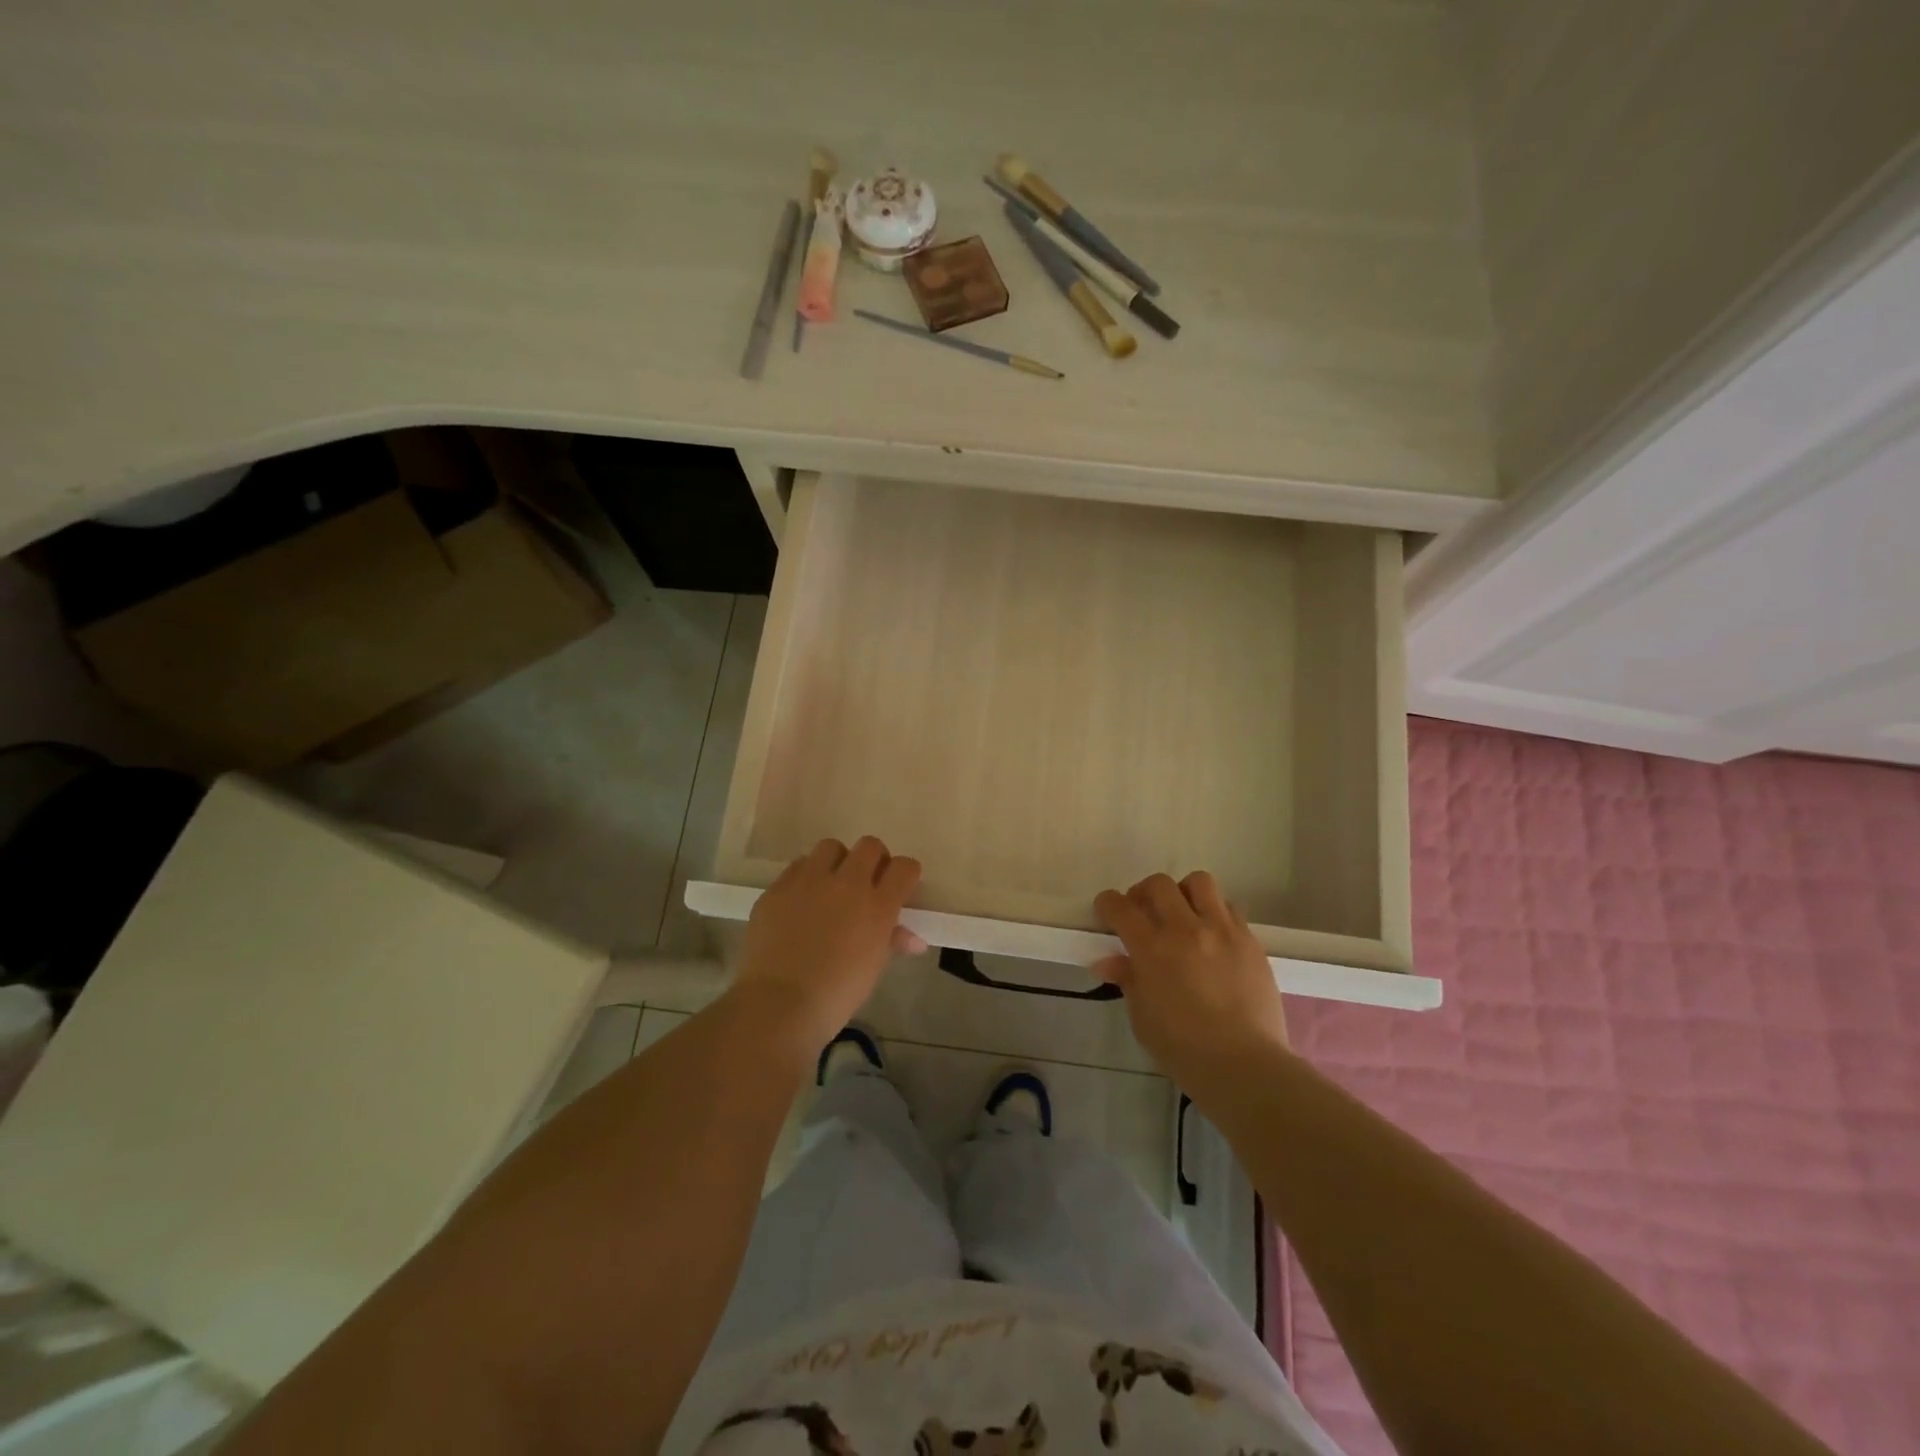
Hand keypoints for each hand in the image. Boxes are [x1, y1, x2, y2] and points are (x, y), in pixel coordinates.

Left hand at [732, 837, 925, 1053]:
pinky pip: (797, 867)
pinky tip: (800, 902)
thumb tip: (912, 939)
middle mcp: (847, 883)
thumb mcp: (873, 967)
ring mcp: (809, 881)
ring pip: (831, 847)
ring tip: (830, 887)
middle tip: (867, 884)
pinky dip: (805, 877)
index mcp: (878, 905)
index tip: (899, 887)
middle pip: (870, 846)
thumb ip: (892, 940)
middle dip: (874, 860)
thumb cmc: (837, 994)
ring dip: (837, 862)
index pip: (905, 867)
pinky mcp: (778, 887)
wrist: (779, 1005)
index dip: (905, 875)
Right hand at [1093, 871, 1288, 1082]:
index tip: (1107, 911)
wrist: (1244, 1065)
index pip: (1119, 907)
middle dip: (1143, 892)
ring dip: (1184, 893)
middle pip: (1158, 884)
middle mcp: (1185, 929)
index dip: (1107, 904)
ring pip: (1199, 882)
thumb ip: (1128, 980)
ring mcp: (1221, 930)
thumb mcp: (1142, 1017)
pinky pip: (1230, 908)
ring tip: (1183, 915)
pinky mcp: (1250, 940)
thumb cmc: (1183, 1049)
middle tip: (1144, 912)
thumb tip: (1108, 961)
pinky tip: (1213, 937)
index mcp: (1152, 949)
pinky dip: (1215, 913)